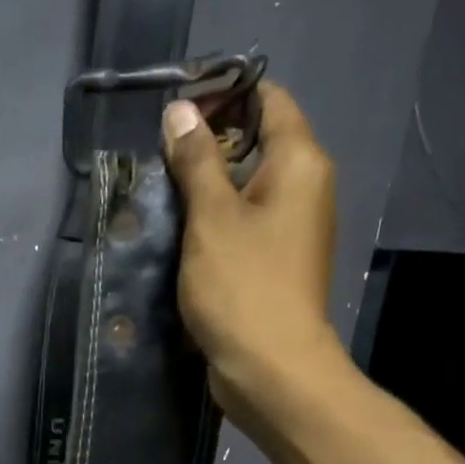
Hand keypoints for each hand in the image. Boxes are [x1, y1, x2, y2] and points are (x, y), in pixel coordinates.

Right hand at [161, 84, 346, 440]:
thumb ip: (196, 160)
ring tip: (160, 187)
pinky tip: (179, 229)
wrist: (271, 368)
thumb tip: (181, 112)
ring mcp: (293, 229)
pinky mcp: (276, 263)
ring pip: (249, 186)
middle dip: (210, 140)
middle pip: (259, 141)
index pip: (269, 100)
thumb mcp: (211, 218)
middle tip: (158, 150)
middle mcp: (306, 188)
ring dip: (208, 183)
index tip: (177, 106)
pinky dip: (215, 218)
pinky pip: (245, 222)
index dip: (225, 95)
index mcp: (300, 163)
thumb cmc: (243, 286)